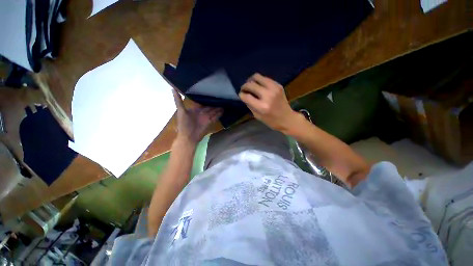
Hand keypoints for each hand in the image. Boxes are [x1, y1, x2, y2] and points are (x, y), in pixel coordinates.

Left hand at [172, 89, 222, 145]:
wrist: (188, 137)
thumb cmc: (183, 124)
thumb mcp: (180, 111)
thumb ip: (178, 100)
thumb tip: (173, 88)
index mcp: (194, 110)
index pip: (202, 104)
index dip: (206, 99)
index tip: (211, 93)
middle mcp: (201, 113)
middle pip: (209, 107)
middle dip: (214, 104)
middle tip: (221, 97)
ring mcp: (206, 118)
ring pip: (213, 111)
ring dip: (218, 108)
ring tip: (224, 103)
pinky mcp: (209, 122)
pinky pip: (215, 117)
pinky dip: (219, 114)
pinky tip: (223, 111)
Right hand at [239, 73, 301, 132]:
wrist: (287, 118)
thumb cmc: (271, 121)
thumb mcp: (257, 116)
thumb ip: (250, 105)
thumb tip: (244, 95)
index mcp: (262, 106)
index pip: (246, 96)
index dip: (241, 94)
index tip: (241, 95)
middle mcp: (268, 95)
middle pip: (251, 84)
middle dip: (244, 86)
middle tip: (244, 89)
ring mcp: (274, 88)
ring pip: (257, 77)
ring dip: (251, 80)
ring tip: (251, 85)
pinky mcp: (278, 85)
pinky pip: (265, 78)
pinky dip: (260, 81)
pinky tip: (259, 86)